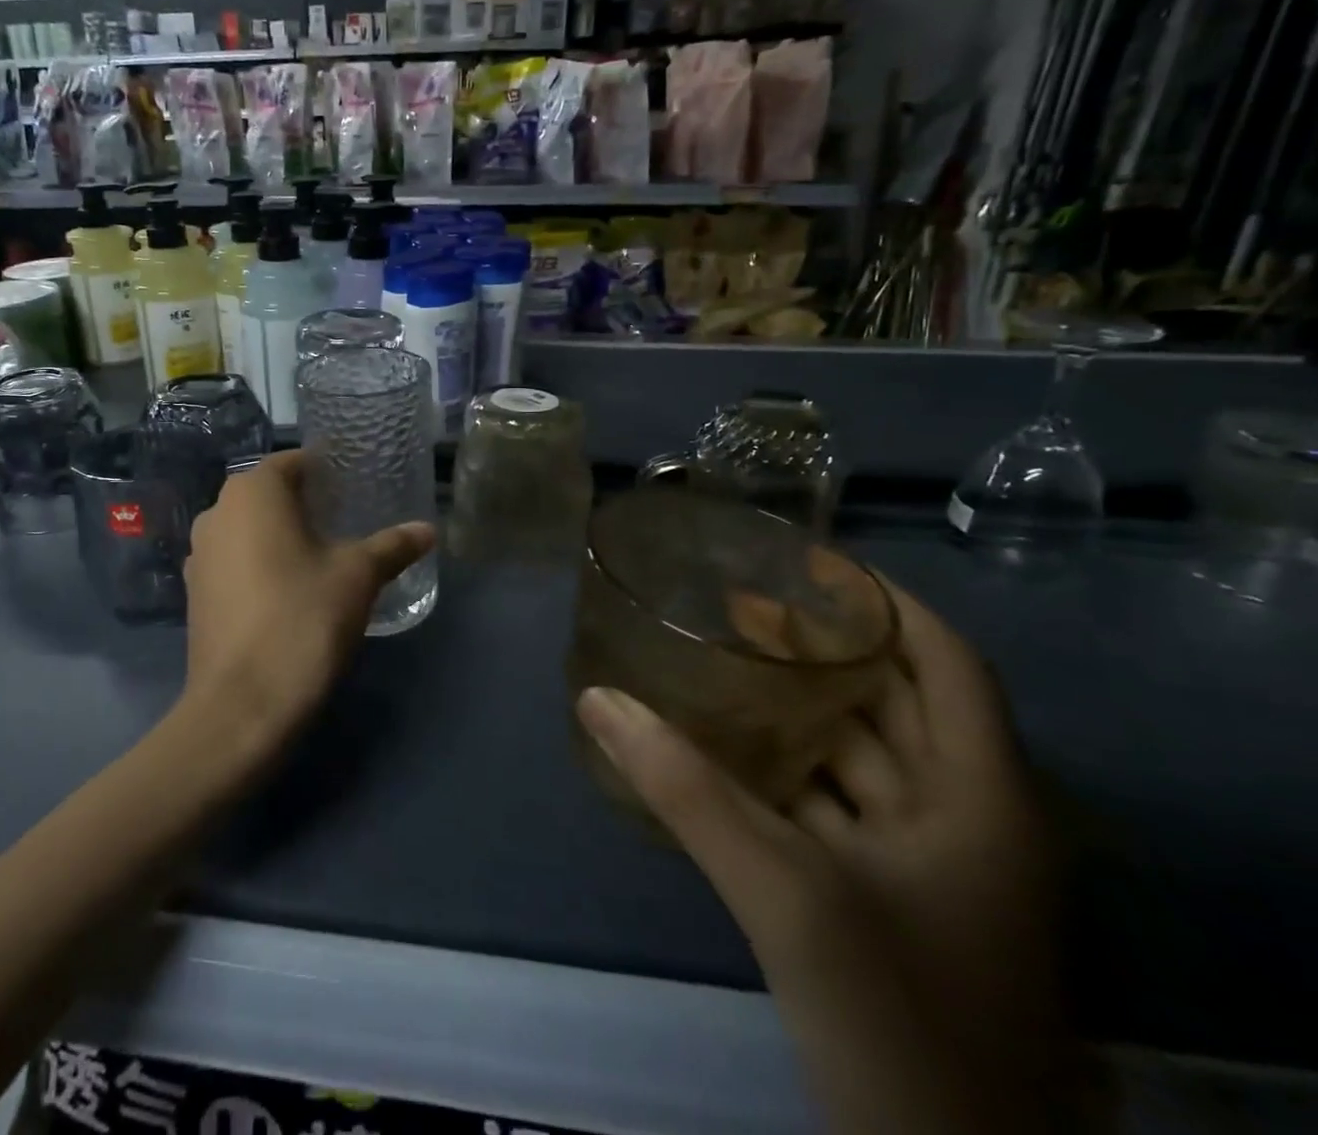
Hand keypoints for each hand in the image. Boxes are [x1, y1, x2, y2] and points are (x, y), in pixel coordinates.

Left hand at [183, 451, 434, 757]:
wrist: (243, 706)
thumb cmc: (303, 619)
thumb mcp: (358, 576)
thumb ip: (392, 546)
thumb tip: (427, 530)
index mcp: (251, 492)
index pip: (293, 462)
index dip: (327, 470)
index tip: (357, 486)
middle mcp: (216, 512)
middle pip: (268, 494)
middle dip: (306, 502)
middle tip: (348, 519)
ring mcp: (199, 555)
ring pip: (249, 528)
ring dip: (282, 534)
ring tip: (324, 555)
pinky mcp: (196, 594)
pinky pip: (235, 561)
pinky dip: (261, 564)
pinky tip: (291, 589)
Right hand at [578, 578, 1075, 1134]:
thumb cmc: (898, 1019)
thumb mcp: (787, 896)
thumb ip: (685, 790)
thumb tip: (597, 698)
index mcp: (983, 799)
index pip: (947, 662)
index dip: (884, 603)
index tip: (808, 562)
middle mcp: (968, 819)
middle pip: (896, 703)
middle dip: (822, 649)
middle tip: (737, 602)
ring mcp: (930, 867)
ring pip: (860, 758)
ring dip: (795, 711)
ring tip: (719, 661)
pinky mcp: (889, 901)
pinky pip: (833, 807)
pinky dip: (783, 772)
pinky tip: (722, 750)